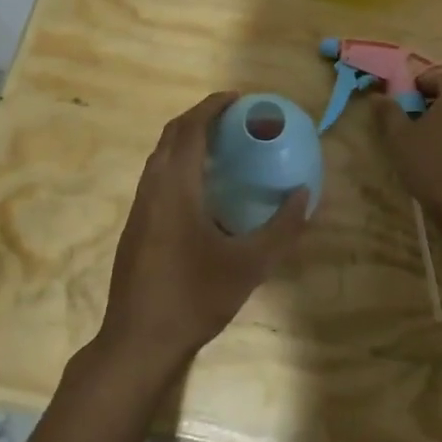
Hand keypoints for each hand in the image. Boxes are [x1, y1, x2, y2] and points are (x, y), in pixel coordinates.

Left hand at [96, 93, 310, 373]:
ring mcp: (139, 208)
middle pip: (171, 136)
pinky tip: (203, 188)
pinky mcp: (136, 226)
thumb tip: (305, 195)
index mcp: (175, 188)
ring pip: (160, 156)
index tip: (238, 99)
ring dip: (187, 140)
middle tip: (234, 117)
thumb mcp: (249, 265)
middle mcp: (152, 188)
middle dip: (200, 118)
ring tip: (222, 145)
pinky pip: (157, 176)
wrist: (138, 342)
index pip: (189, 129)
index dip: (212, 107)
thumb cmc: (194, 297)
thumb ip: (281, 228)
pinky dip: (179, 163)